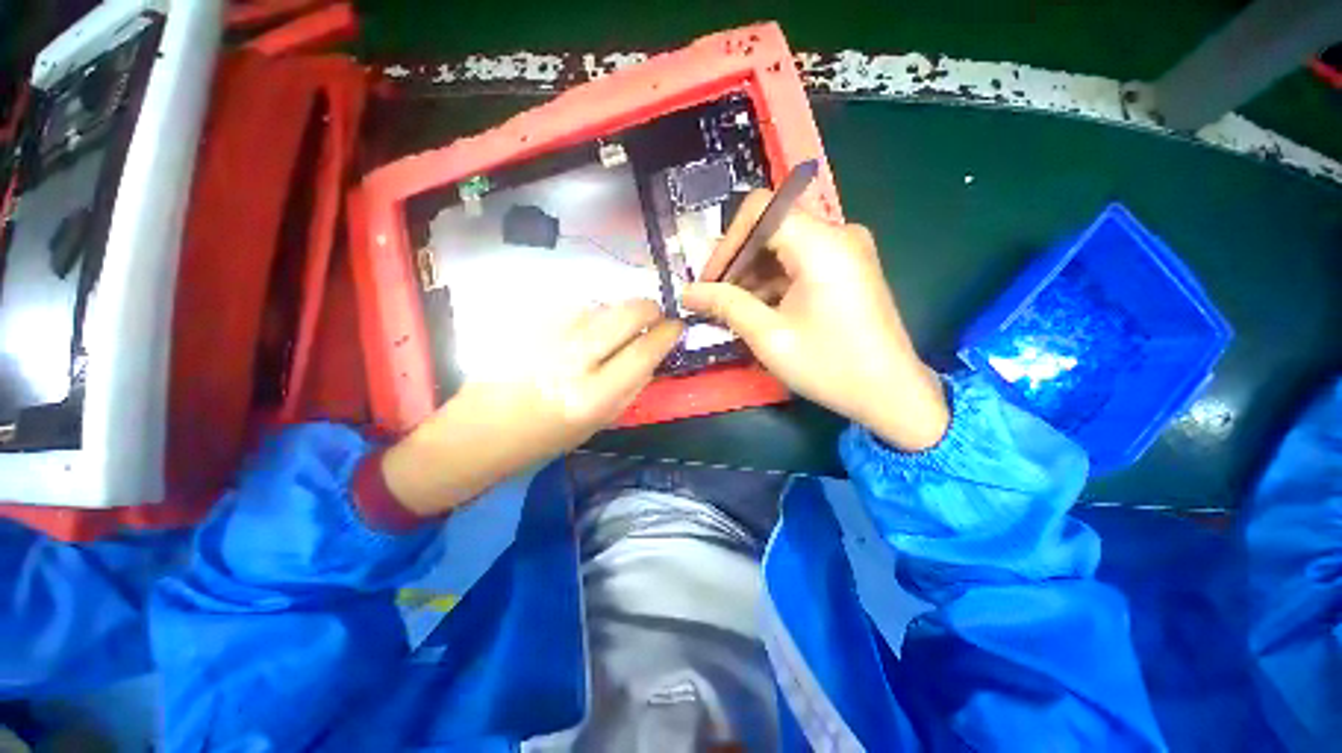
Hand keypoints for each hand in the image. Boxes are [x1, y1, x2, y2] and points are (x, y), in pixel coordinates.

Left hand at [381, 300, 682, 515]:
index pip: (644, 351)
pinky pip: (570, 306)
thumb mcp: (597, 424)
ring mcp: (545, 337)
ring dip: (613, 313)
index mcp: (594, 398)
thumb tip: (653, 353)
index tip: (676, 326)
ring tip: (606, 331)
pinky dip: (584, 314)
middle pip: (625, 313)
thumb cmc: (543, 439)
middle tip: (651, 316)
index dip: (667, 333)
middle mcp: (572, 362)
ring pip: (598, 304)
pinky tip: (575, 332)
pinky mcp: (524, 324)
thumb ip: (630, 387)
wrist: (478, 433)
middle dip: (648, 308)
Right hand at [684, 190, 948, 450]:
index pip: (760, 211)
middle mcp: (838, 234)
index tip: (710, 281)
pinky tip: (760, 309)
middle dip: (738, 260)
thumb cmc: (829, 366)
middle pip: (772, 226)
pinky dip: (775, 279)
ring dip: (754, 272)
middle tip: (716, 298)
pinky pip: (801, 259)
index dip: (727, 243)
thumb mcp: (769, 336)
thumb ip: (726, 305)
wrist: (891, 393)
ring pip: (785, 244)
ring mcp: (847, 249)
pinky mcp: (849, 266)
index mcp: (822, 244)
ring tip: (734, 309)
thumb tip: (688, 291)